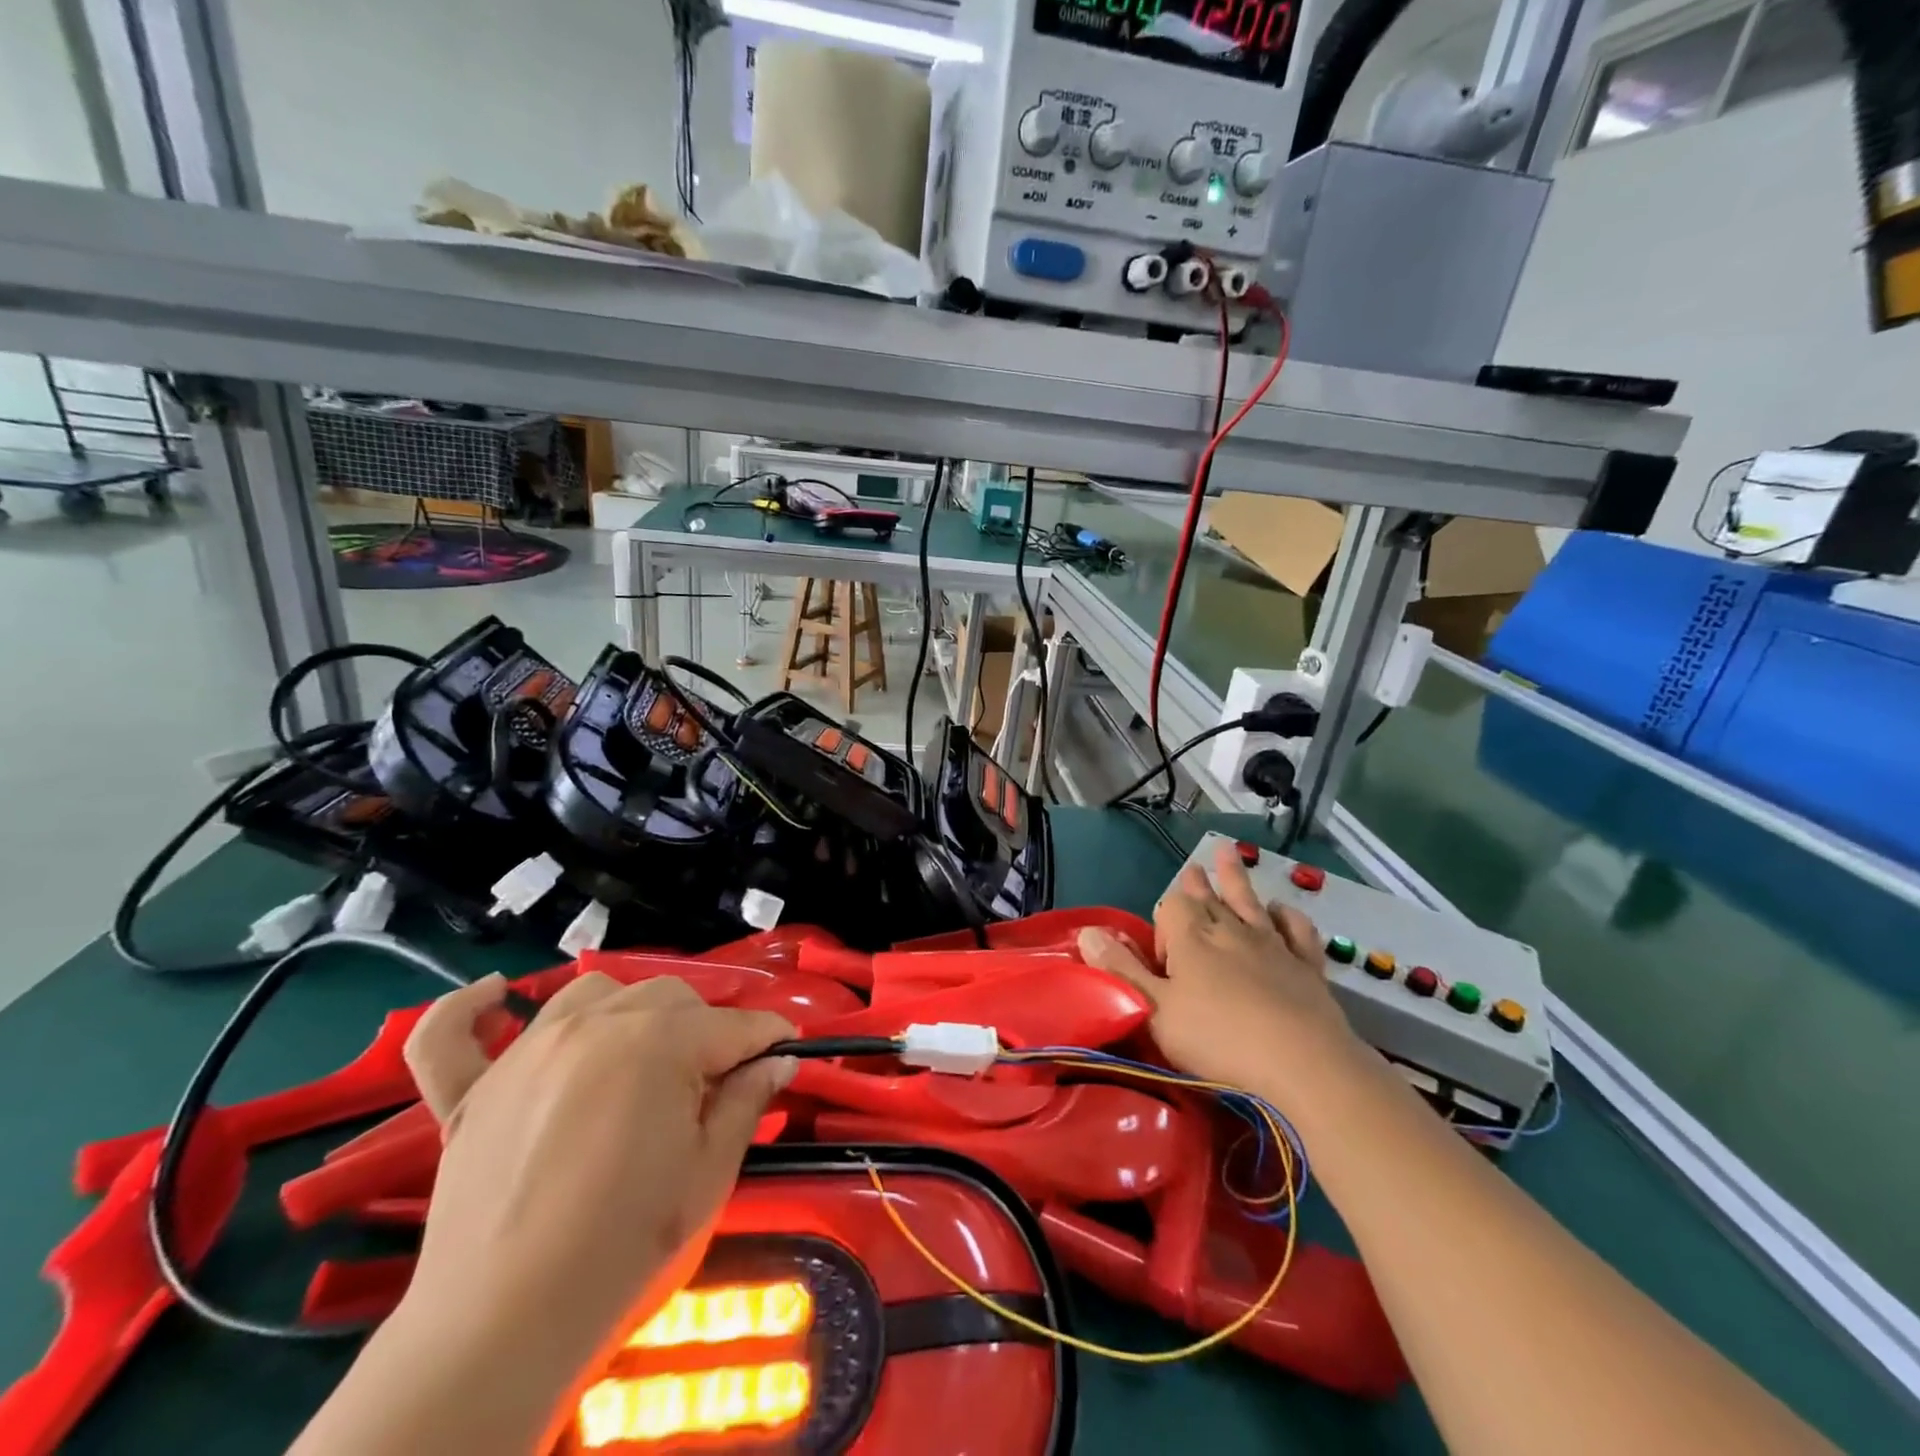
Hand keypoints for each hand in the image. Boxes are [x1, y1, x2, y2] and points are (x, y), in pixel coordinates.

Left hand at [398, 972, 796, 1385]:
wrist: (502, 1334)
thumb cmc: (625, 1250)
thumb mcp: (709, 1176)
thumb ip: (746, 1103)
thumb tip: (777, 1060)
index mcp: (660, 1043)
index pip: (734, 1025)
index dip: (769, 1038)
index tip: (789, 1051)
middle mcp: (595, 1026)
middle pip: (669, 997)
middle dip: (705, 1027)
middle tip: (715, 1081)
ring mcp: (527, 1052)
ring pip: (593, 993)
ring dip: (627, 1011)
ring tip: (640, 1054)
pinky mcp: (471, 1092)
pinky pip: (452, 1034)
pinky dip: (471, 1011)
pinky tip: (494, 996)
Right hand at [1077, 840, 1365, 1106]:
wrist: (1303, 1064)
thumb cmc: (1219, 1039)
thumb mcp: (1155, 1010)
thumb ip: (1121, 970)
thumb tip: (1086, 932)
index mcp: (1192, 938)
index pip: (1171, 906)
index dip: (1163, 924)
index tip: (1163, 962)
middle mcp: (1230, 930)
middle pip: (1208, 898)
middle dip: (1197, 885)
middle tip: (1192, 868)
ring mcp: (1272, 945)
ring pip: (1248, 902)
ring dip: (1236, 879)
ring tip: (1228, 853)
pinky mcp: (1306, 966)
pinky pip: (1296, 930)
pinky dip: (1287, 917)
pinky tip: (1282, 910)